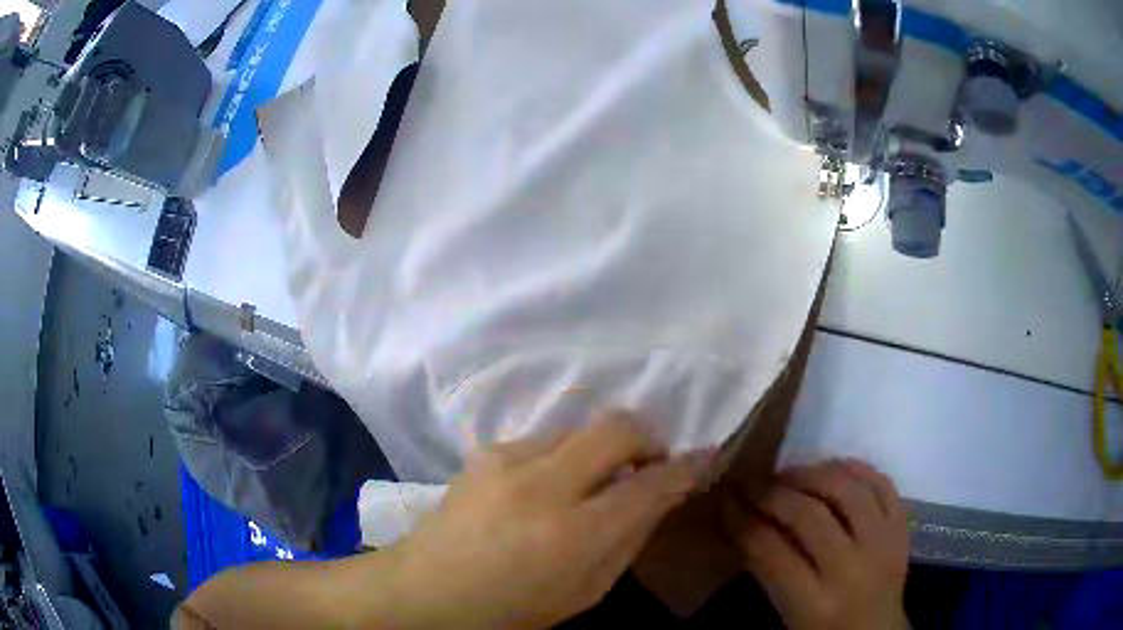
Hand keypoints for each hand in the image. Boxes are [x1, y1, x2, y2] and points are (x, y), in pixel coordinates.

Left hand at [377, 411, 710, 628]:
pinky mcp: (485, 451)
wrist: (425, 590)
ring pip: (580, 428)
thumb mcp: (585, 592)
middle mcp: (541, 484)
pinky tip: (549, 487)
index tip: (702, 458)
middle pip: (616, 427)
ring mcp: (507, 460)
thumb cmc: (511, 609)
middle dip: (648, 437)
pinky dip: (564, 456)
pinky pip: (544, 440)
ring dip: (602, 449)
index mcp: (572, 535)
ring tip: (595, 482)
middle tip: (651, 462)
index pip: (648, 484)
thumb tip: (661, 495)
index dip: (684, 467)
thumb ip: (629, 540)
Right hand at [726, 460, 909, 629]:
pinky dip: (855, 468)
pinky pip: (882, 483)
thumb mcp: (787, 613)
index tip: (726, 502)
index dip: (743, 522)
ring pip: (847, 490)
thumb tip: (741, 522)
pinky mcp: (901, 527)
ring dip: (812, 474)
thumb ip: (768, 571)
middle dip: (772, 494)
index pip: (772, 552)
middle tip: (751, 483)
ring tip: (789, 474)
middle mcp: (852, 570)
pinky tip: (831, 467)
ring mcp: (883, 543)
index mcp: (815, 605)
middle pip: (810, 516)